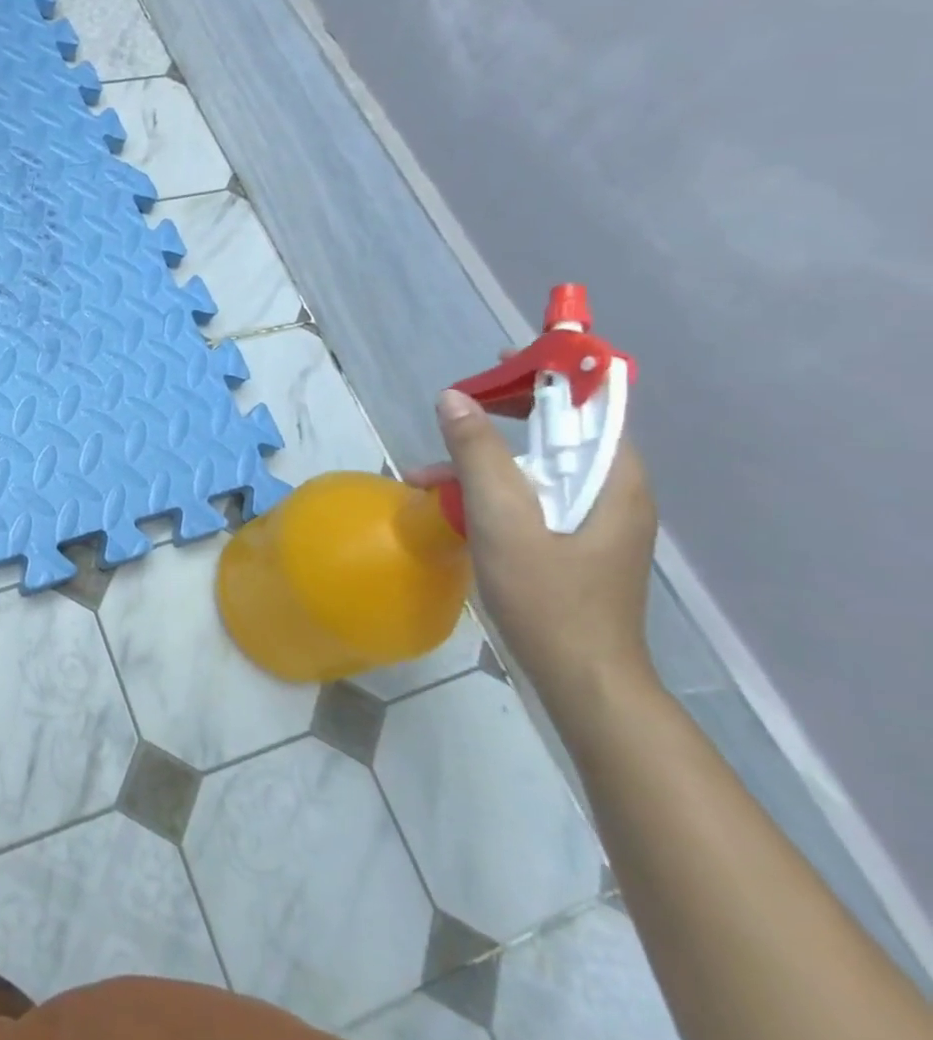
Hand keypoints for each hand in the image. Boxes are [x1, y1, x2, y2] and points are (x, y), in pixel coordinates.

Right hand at [409, 388, 658, 701]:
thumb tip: (453, 398)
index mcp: (613, 480)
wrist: (582, 677)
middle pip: (559, 435)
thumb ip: (479, 456)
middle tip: (453, 416)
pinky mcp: (574, 544)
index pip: (592, 405)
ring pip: (538, 471)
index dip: (552, 375)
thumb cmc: (548, 597)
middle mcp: (611, 493)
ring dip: (483, 465)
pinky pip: (531, 500)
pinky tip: (451, 510)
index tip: (503, 363)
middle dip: (502, 422)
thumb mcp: (503, 520)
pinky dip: (491, 494)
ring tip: (426, 479)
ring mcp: (594, 521)